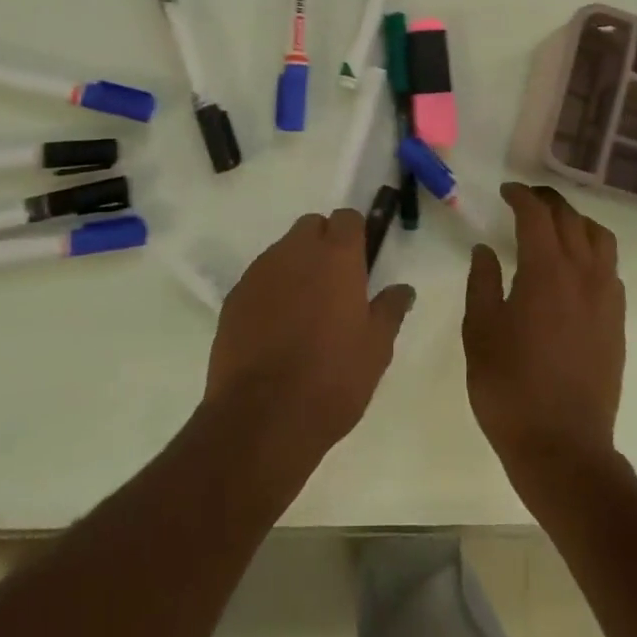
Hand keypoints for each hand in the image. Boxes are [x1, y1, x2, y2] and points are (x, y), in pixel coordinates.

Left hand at [205, 210, 415, 476]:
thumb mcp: (376, 348)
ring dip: (296, 267)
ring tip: (304, 312)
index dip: (355, 236)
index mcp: (336, 256)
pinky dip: (271, 291)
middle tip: (334, 286)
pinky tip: (275, 329)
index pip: (347, 218)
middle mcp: (295, 252)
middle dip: (323, 244)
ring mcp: (260, 272)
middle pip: (311, 227)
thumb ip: (390, 309)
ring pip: (283, 252)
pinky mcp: (234, 297)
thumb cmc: (332, 378)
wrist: (263, 418)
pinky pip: (259, 279)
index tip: (360, 264)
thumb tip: (403, 289)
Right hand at [464, 184, 625, 502]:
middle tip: (526, 201)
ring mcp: (606, 299)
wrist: (563, 447)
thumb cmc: (510, 388)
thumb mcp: (480, 332)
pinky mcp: (617, 322)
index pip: (537, 216)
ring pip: (600, 239)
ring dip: (577, 222)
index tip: (506, 192)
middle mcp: (582, 275)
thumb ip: (482, 283)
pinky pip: (611, 269)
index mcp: (545, 272)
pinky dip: (593, 252)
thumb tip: (485, 249)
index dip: (521, 197)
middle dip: (548, 202)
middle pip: (571, 219)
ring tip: (556, 226)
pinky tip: (575, 267)